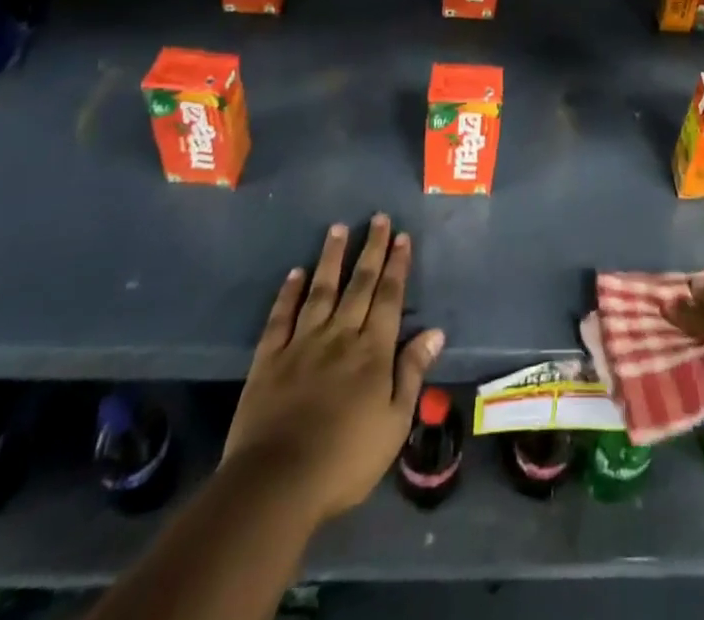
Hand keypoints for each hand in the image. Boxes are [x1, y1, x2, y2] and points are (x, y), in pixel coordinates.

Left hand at [223, 215, 444, 525]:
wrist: (276, 484)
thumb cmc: (345, 460)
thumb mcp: (394, 424)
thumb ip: (412, 373)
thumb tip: (435, 332)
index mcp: (372, 352)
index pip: (388, 298)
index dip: (396, 266)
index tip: (401, 237)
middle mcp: (339, 336)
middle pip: (359, 285)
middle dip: (371, 250)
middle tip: (378, 218)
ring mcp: (301, 345)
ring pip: (321, 291)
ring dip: (331, 258)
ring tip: (338, 228)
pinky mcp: (269, 360)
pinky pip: (280, 318)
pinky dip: (288, 293)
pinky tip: (295, 273)